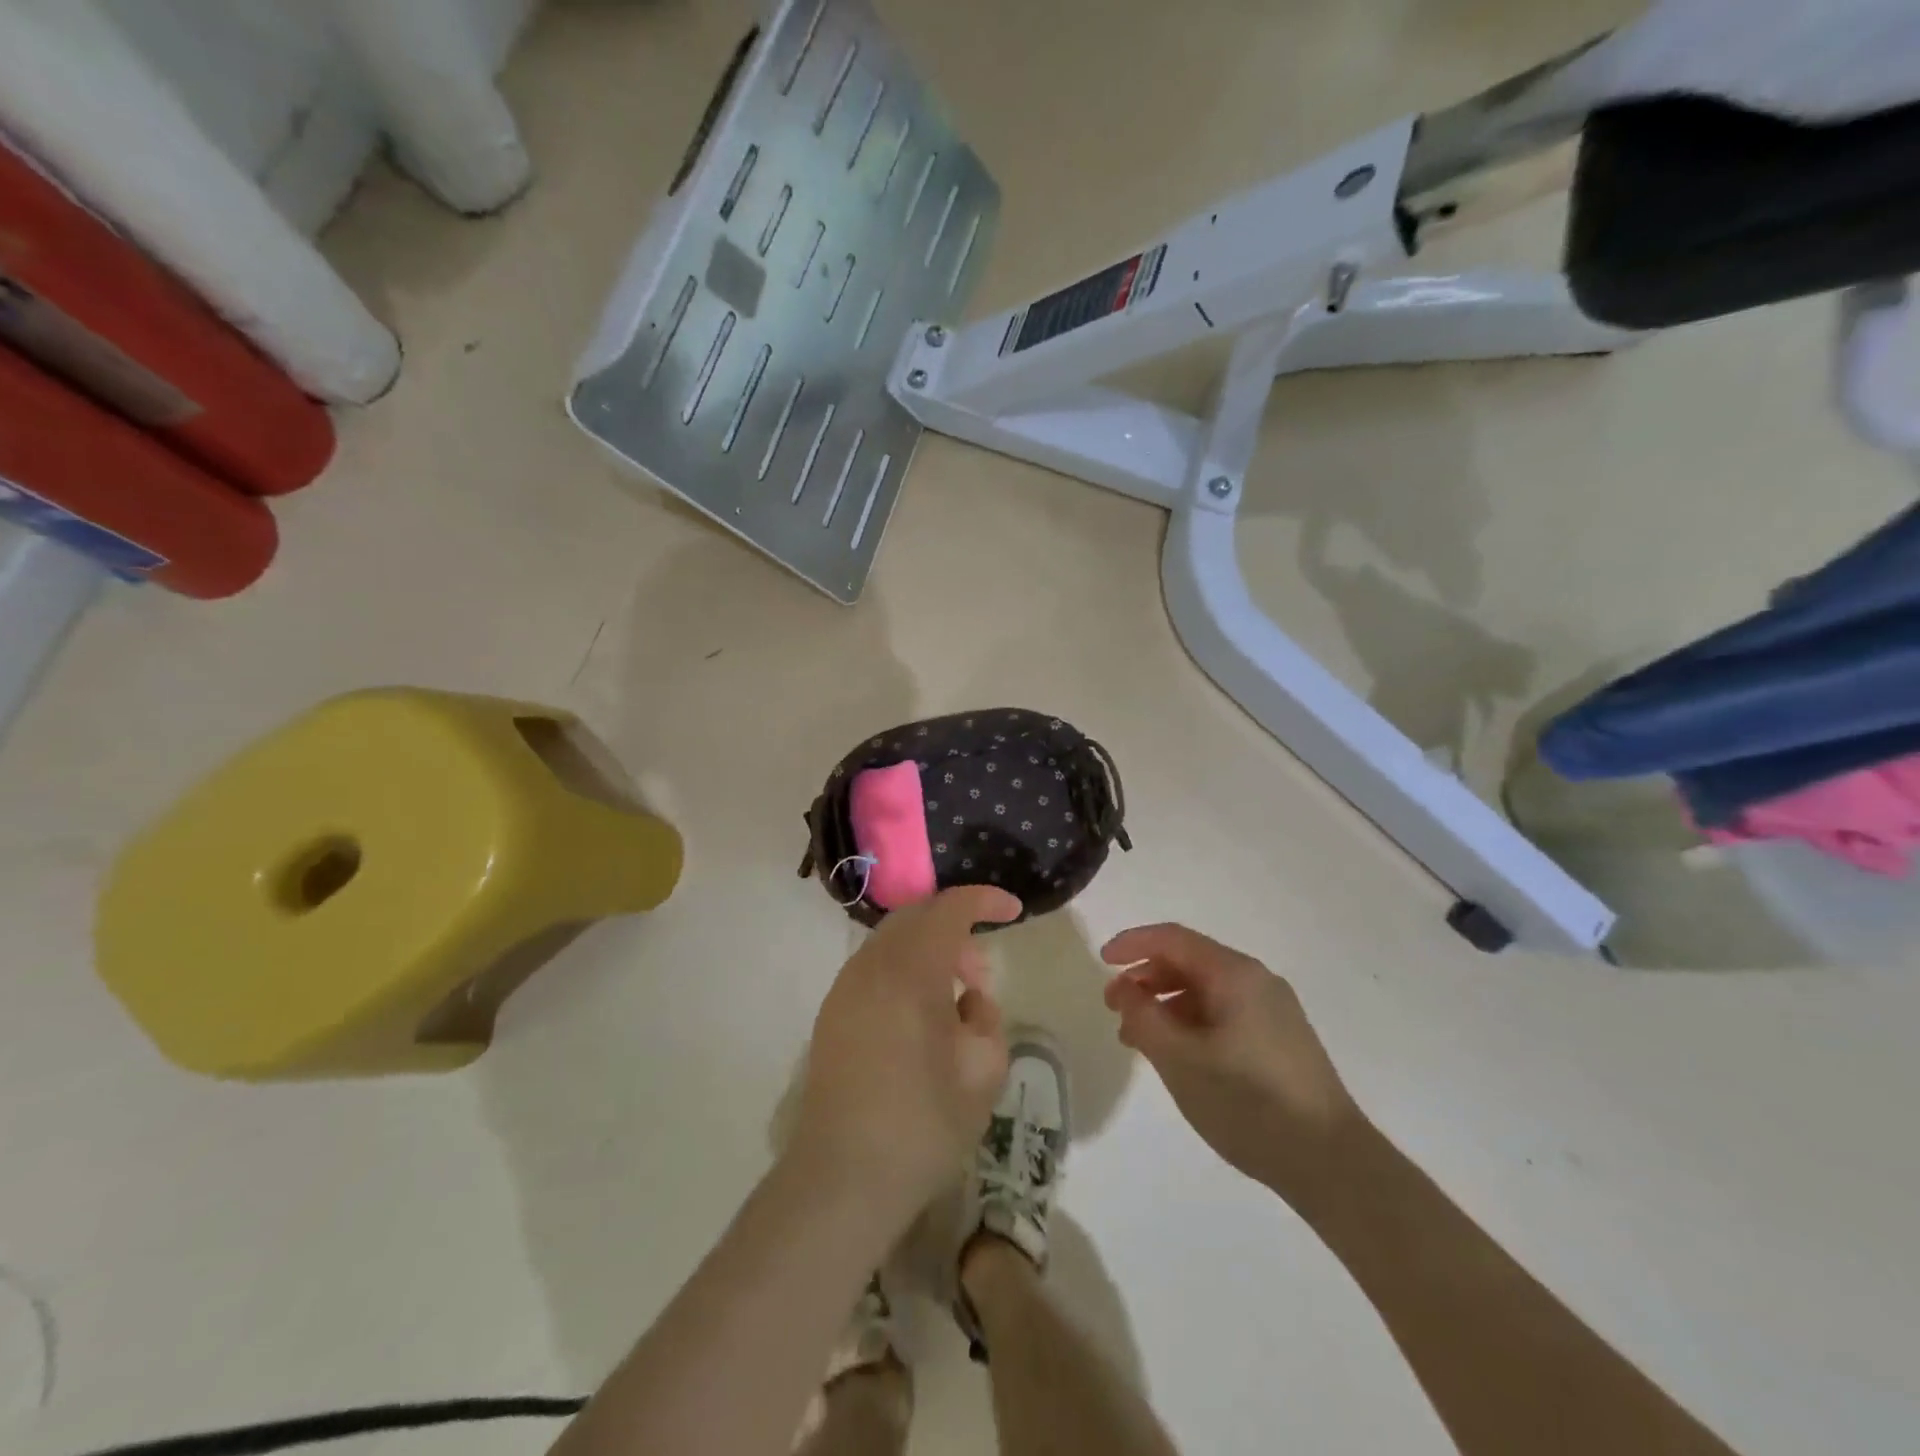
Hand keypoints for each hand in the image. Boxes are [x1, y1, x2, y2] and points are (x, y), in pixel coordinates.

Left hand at [791, 886, 1021, 1221]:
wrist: (841, 1179)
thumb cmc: (922, 1125)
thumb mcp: (983, 1072)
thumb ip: (986, 1018)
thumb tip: (969, 1001)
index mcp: (910, 971)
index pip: (949, 908)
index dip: (985, 900)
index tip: (1014, 911)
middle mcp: (871, 966)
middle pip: (916, 917)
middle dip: (955, 929)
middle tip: (982, 974)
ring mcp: (845, 988)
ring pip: (893, 942)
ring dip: (929, 952)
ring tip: (955, 1002)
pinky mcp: (831, 1013)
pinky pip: (874, 969)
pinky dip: (904, 972)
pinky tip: (920, 1019)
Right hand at [1102, 923, 1360, 1201]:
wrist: (1332, 1163)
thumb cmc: (1248, 1103)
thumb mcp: (1181, 1060)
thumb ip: (1144, 1017)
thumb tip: (1124, 989)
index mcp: (1234, 974)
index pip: (1173, 939)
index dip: (1132, 944)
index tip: (1101, 962)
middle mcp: (1256, 981)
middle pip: (1189, 961)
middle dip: (1146, 977)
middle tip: (1114, 1007)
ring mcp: (1272, 1010)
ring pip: (1205, 990)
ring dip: (1165, 1004)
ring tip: (1138, 1039)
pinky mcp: (1279, 1039)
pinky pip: (1223, 1013)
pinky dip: (1190, 1022)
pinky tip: (1176, 1055)